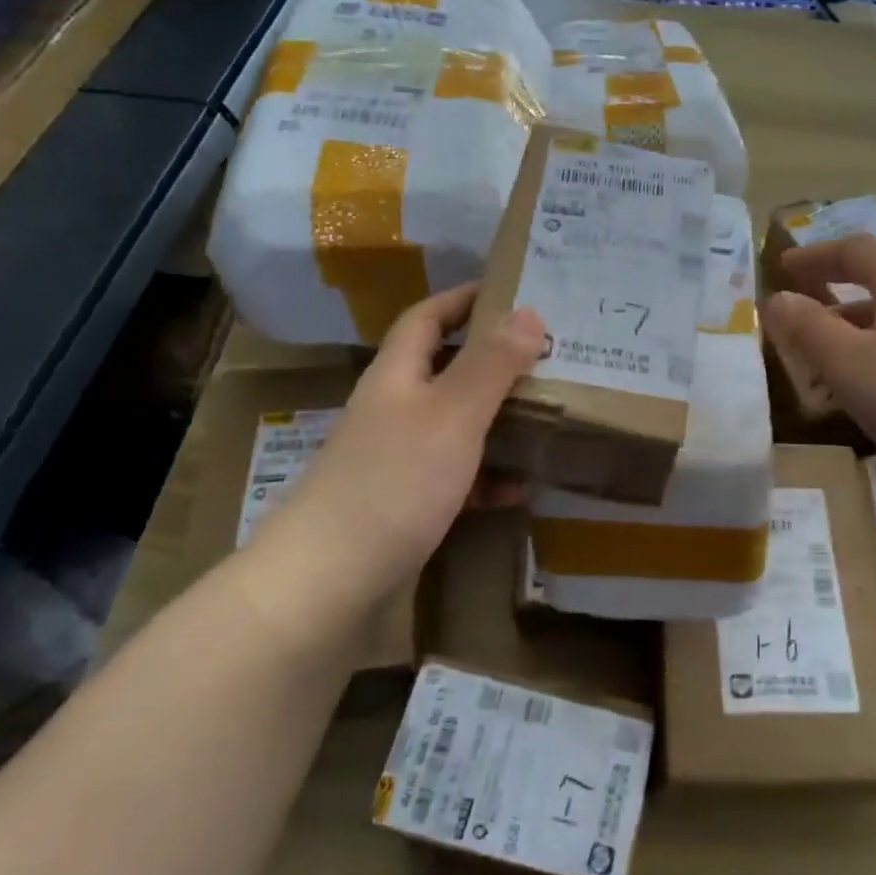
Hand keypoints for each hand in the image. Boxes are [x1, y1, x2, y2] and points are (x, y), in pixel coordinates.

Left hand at [238, 284, 545, 633]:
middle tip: (547, 355)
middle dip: (492, 359)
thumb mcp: (452, 415)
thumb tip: (529, 311)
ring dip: (496, 419)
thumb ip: (491, 364)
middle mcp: (393, 412)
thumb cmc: (393, 483)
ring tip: (547, 415)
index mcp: (396, 377)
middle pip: (444, 370)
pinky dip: (488, 477)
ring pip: (455, 425)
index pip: (426, 318)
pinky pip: (456, 479)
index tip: (511, 291)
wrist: (328, 584)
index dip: (463, 298)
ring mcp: (396, 462)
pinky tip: (521, 488)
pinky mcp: (405, 507)